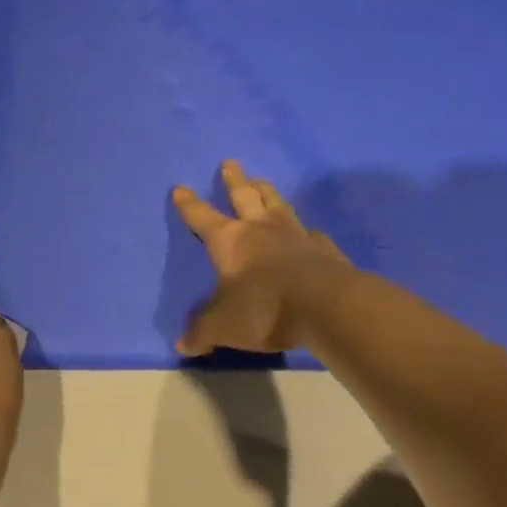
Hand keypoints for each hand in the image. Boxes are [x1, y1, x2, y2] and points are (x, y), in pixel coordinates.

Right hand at [171, 160, 354, 356]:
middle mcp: (261, 229)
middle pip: (245, 196)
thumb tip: (182, 344)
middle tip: (230, 163)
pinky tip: (310, 232)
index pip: (202, 217)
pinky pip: (312, 233)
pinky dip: (306, 230)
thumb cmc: (264, 309)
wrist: (326, 307)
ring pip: (278, 204)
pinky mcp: (326, 249)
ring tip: (262, 181)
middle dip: (234, 180)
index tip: (180, 187)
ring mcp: (296, 236)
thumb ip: (202, 332)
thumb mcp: (223, 326)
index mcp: (230, 241)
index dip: (189, 204)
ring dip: (268, 192)